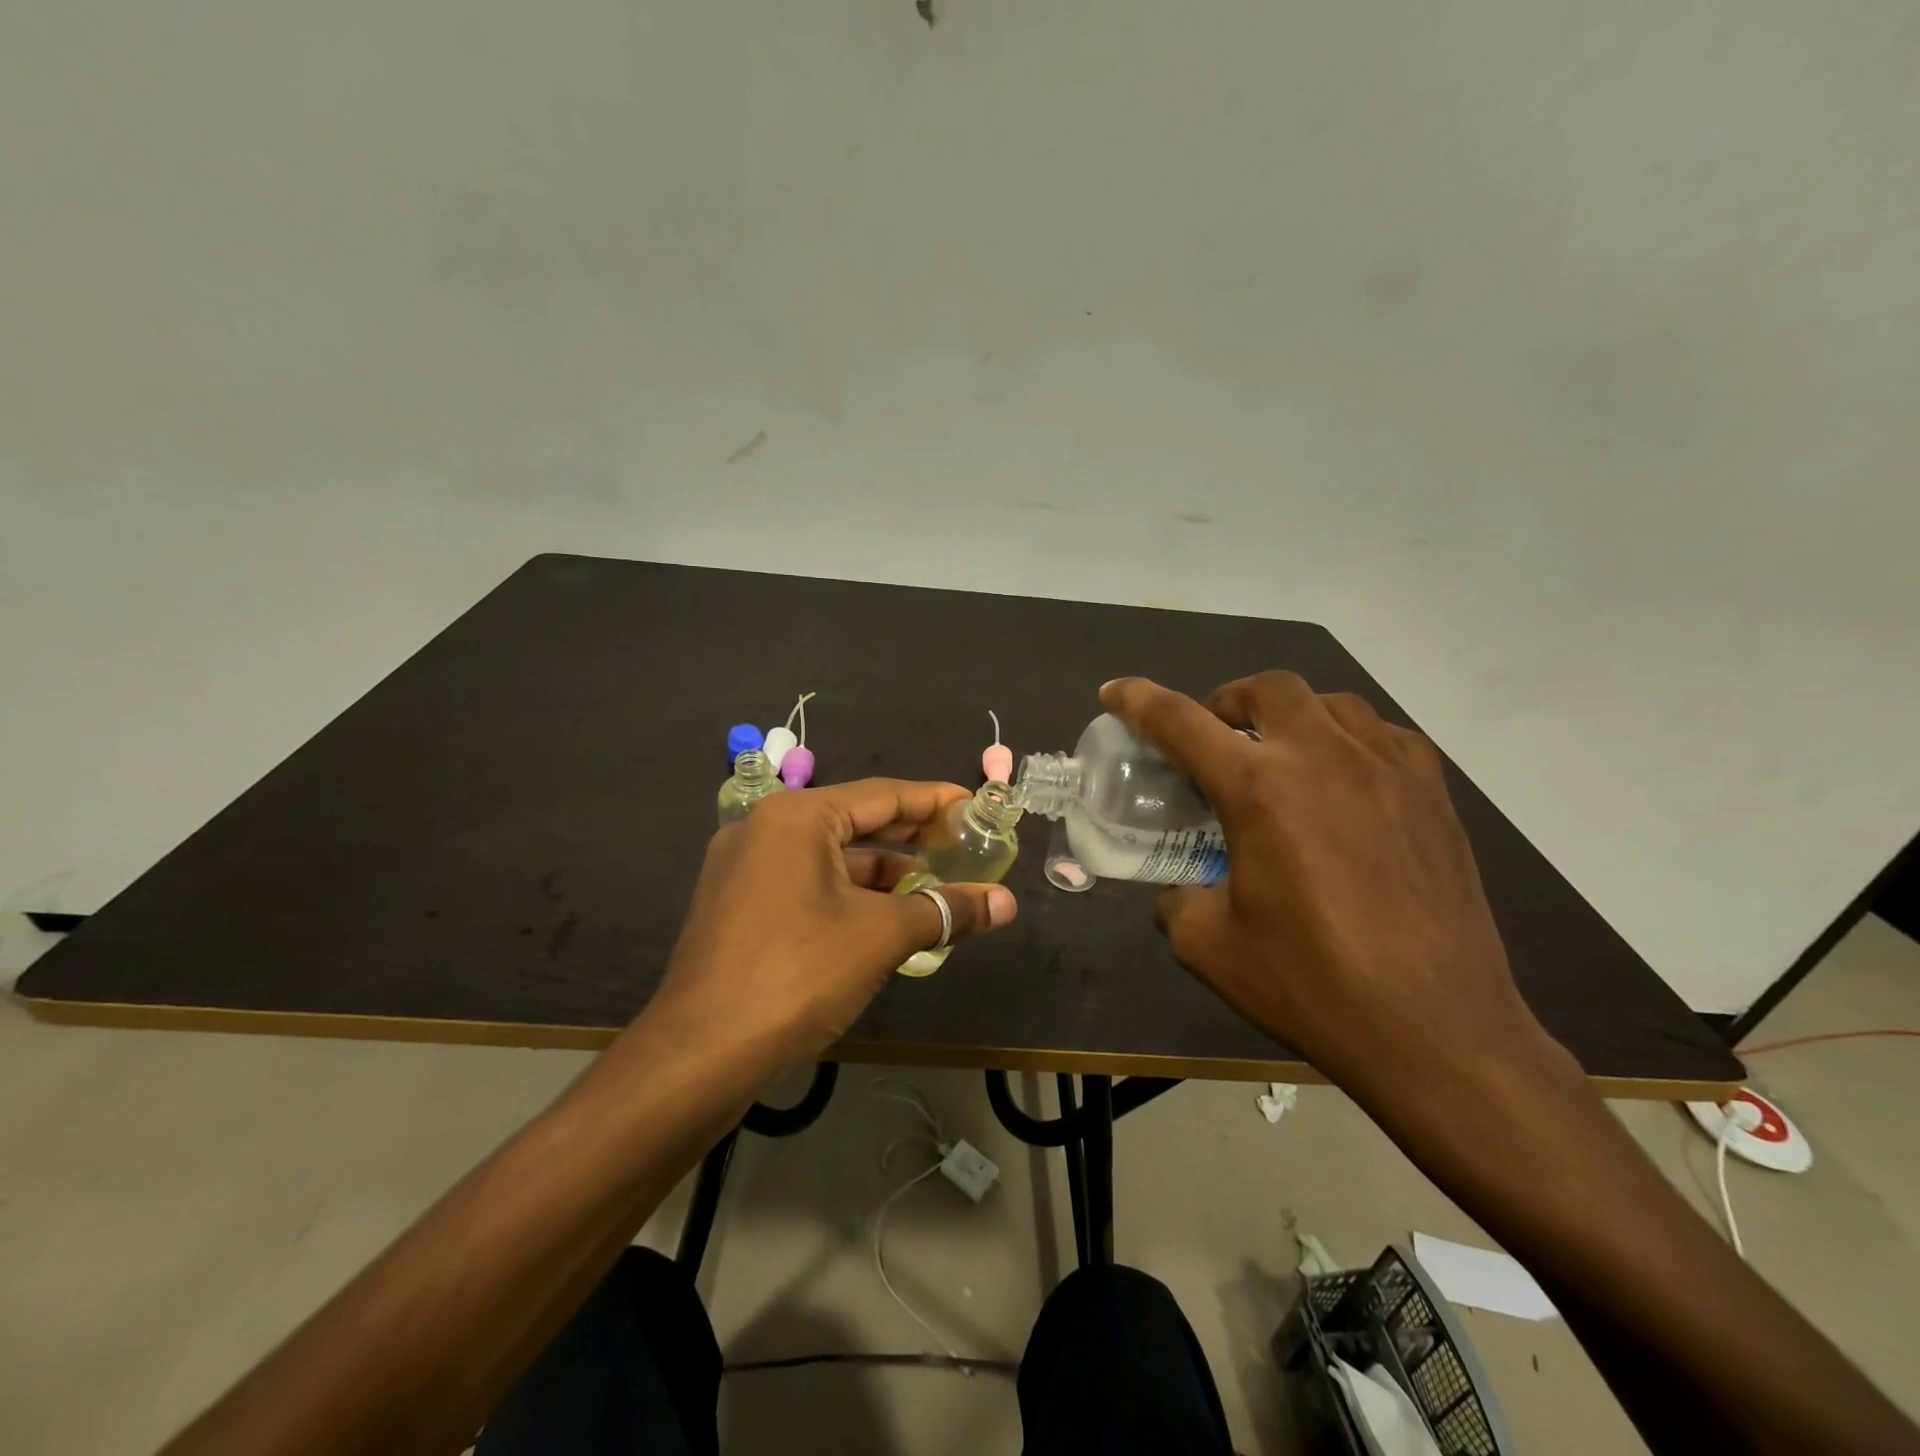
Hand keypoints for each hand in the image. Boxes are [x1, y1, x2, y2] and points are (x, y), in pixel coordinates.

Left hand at [648, 779, 1019, 1069]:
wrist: (699, 1055)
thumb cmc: (797, 973)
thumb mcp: (880, 936)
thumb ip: (945, 911)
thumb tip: (1007, 903)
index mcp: (797, 817)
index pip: (882, 795)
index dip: (934, 801)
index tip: (975, 806)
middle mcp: (767, 829)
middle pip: (855, 822)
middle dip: (912, 836)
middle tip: (964, 845)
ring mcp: (746, 869)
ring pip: (831, 859)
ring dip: (884, 873)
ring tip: (936, 886)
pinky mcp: (739, 906)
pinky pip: (808, 884)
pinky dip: (851, 896)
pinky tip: (886, 918)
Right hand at [1101, 673, 1563, 1106]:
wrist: (1437, 1033)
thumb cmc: (1312, 986)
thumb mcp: (1209, 948)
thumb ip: (1178, 900)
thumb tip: (1183, 889)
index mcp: (1259, 790)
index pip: (1180, 722)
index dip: (1137, 701)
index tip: (1114, 692)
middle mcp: (1323, 758)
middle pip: (1266, 690)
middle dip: (1226, 703)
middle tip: (1215, 740)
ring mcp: (1387, 769)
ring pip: (1330, 702)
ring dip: (1289, 716)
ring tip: (1281, 757)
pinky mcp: (1433, 794)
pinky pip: (1383, 735)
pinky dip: (1347, 740)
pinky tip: (1344, 781)